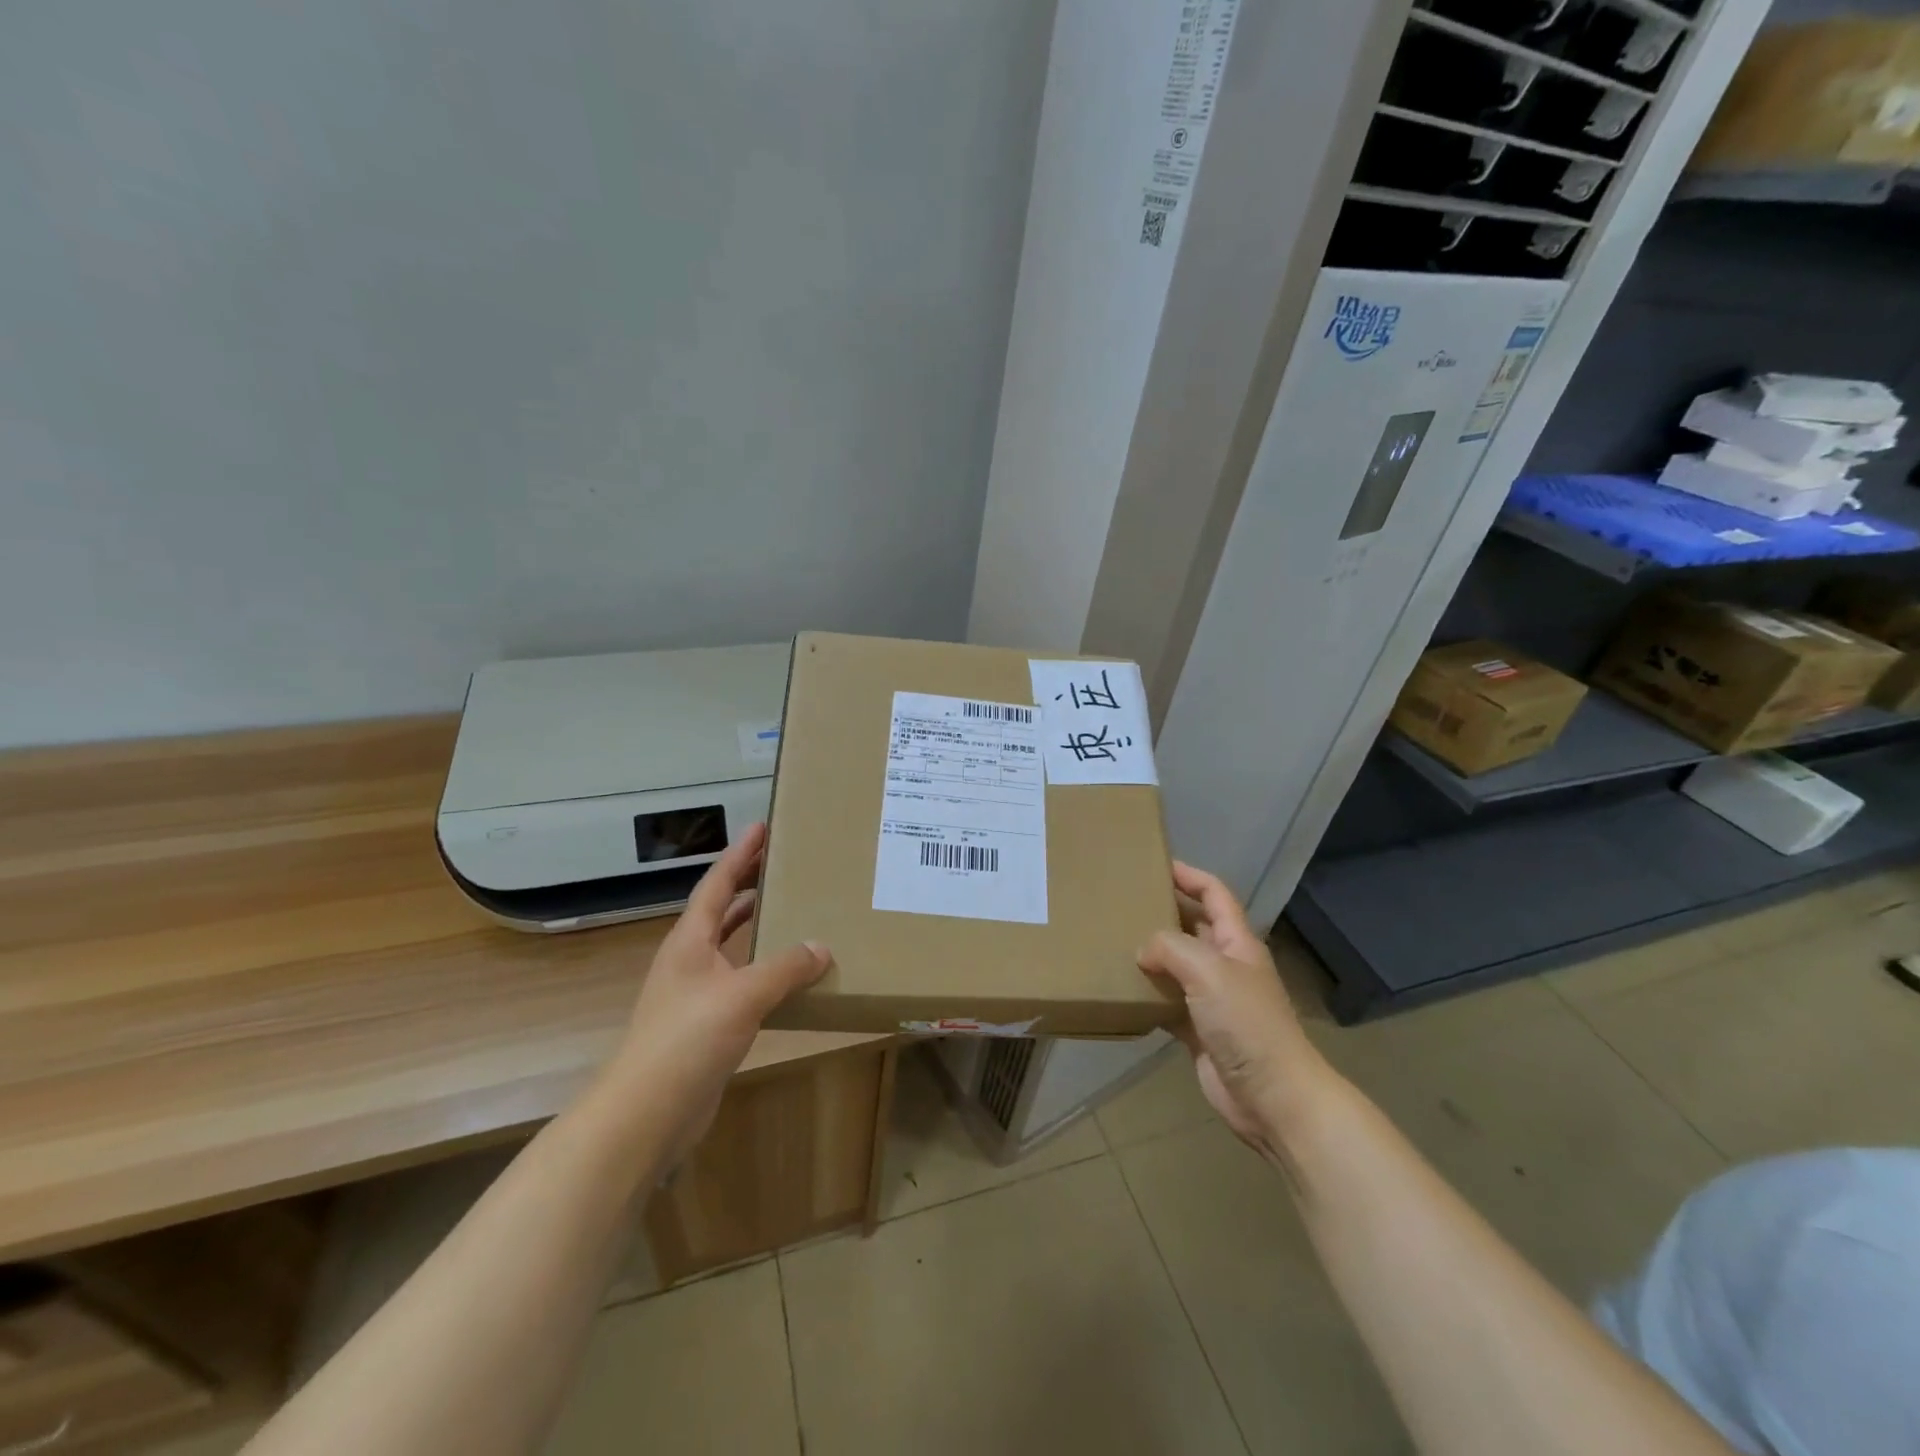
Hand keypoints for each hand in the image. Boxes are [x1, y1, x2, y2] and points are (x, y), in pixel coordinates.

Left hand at [606, 823, 830, 1158]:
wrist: (647, 1113)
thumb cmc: (688, 1039)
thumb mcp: (743, 995)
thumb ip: (785, 968)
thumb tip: (822, 947)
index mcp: (690, 941)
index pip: (717, 884)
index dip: (739, 854)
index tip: (761, 826)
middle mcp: (689, 960)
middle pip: (721, 910)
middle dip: (748, 884)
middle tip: (783, 862)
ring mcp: (695, 993)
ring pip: (731, 947)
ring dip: (757, 927)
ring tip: (791, 910)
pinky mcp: (705, 1024)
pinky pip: (741, 982)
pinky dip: (764, 970)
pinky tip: (789, 977)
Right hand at [1138, 862, 1331, 1160]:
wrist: (1273, 1097)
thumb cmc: (1247, 1023)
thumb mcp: (1208, 970)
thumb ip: (1171, 948)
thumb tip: (1143, 951)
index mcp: (1236, 942)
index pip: (1214, 894)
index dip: (1189, 875)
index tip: (1155, 864)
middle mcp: (1226, 966)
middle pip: (1192, 927)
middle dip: (1163, 912)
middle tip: (1123, 903)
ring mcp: (1213, 1001)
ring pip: (1177, 966)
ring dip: (1151, 955)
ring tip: (1113, 942)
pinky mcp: (1199, 1032)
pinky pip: (1167, 1003)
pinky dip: (1148, 996)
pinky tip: (1122, 991)